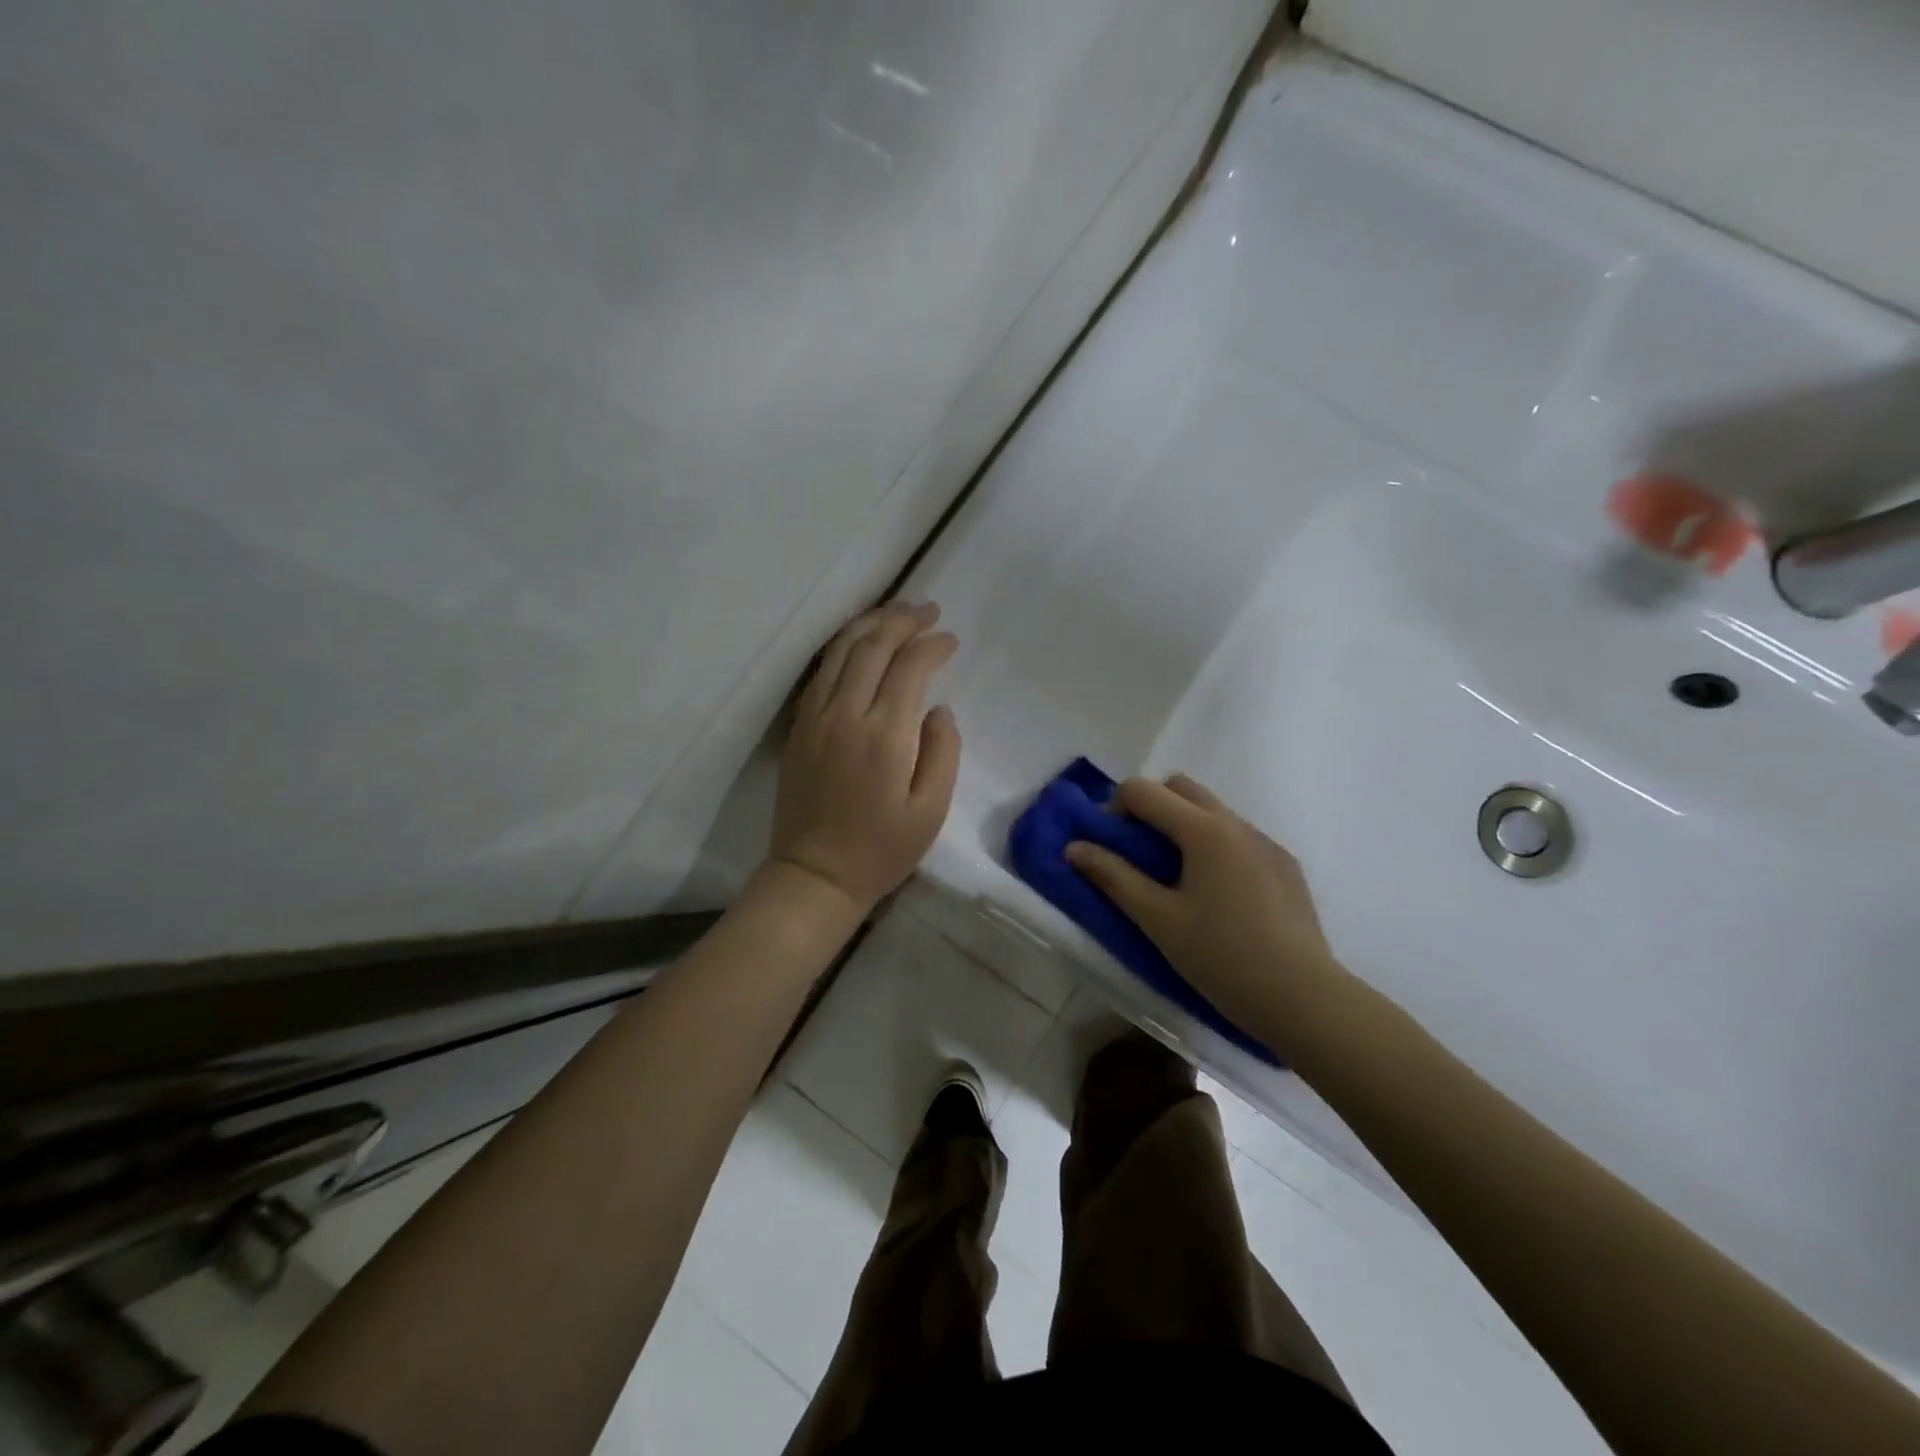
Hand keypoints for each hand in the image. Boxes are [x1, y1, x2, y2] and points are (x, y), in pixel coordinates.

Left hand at [767, 601, 961, 913]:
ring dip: (870, 623)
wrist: (815, 875)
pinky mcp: (799, 727)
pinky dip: (843, 646)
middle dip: (902, 620)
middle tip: (928, 609)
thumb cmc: (881, 850)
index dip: (932, 645)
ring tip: (896, 611)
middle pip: (872, 646)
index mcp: (884, 736)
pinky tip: (859, 641)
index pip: (909, 668)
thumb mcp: (930, 811)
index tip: (951, 639)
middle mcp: (845, 715)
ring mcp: (815, 718)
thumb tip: (938, 709)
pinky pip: (821, 671)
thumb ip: (943, 752)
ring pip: (840, 651)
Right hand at [1065, 774, 1346, 1051]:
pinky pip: (1238, 837)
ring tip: (1176, 878)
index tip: (1109, 845)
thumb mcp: (1158, 919)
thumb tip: (1074, 847)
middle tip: (1137, 853)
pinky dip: (1214, 846)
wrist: (1304, 998)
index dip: (1114, 808)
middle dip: (1150, 807)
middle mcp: (1236, 823)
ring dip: (1182, 825)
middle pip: (1180, 787)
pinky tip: (1217, 897)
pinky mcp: (1285, 866)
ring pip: (1212, 811)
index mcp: (1203, 829)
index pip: (1143, 790)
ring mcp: (1266, 842)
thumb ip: (1113, 877)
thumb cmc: (1221, 957)